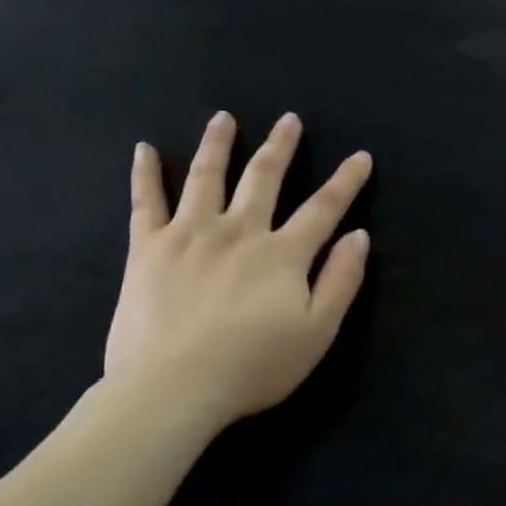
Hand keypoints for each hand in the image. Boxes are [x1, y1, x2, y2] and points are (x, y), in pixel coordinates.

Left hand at [104, 110, 371, 428]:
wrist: (174, 387)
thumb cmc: (254, 365)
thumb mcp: (318, 331)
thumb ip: (341, 280)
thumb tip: (358, 236)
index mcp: (283, 253)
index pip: (324, 207)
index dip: (346, 181)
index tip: (361, 156)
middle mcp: (240, 231)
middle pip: (263, 178)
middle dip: (281, 146)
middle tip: (289, 119)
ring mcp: (190, 235)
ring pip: (207, 176)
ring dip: (218, 144)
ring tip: (224, 118)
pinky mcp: (148, 249)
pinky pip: (146, 202)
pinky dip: (146, 174)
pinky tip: (144, 149)